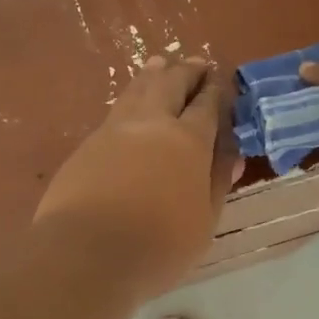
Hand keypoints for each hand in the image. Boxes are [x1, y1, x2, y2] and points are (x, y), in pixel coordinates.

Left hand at [33, 56, 239, 296]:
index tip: (223, 81)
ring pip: (138, 89)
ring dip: (154, 74)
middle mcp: (152, 124)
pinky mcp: (87, 145)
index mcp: (188, 141)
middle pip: (171, 84)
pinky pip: (115, 110)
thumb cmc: (158, 246)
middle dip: (187, 71)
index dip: (217, 91)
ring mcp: (114, 130)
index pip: (207, 105)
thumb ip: (217, 183)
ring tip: (162, 64)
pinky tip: (131, 102)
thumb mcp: (203, 221)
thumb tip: (232, 155)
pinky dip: (130, 96)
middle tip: (197, 64)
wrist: (86, 255)